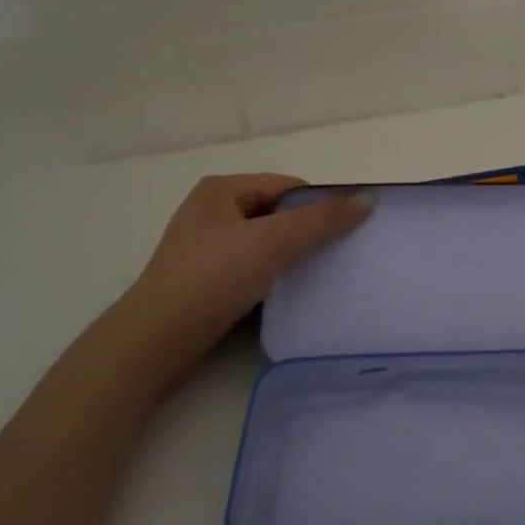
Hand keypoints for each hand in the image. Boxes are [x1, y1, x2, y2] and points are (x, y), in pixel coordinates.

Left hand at [111, 174, 372, 387]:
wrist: (157, 338)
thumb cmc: (213, 277)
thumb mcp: (272, 241)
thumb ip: (321, 220)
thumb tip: (367, 200)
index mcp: (222, 189)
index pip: (287, 186)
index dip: (320, 204)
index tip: (348, 230)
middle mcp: (211, 210)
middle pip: (277, 213)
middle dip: (308, 231)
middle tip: (339, 253)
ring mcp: (206, 246)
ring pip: (265, 242)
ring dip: (292, 256)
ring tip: (320, 274)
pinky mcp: (206, 278)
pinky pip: (252, 266)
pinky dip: (273, 275)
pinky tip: (289, 293)